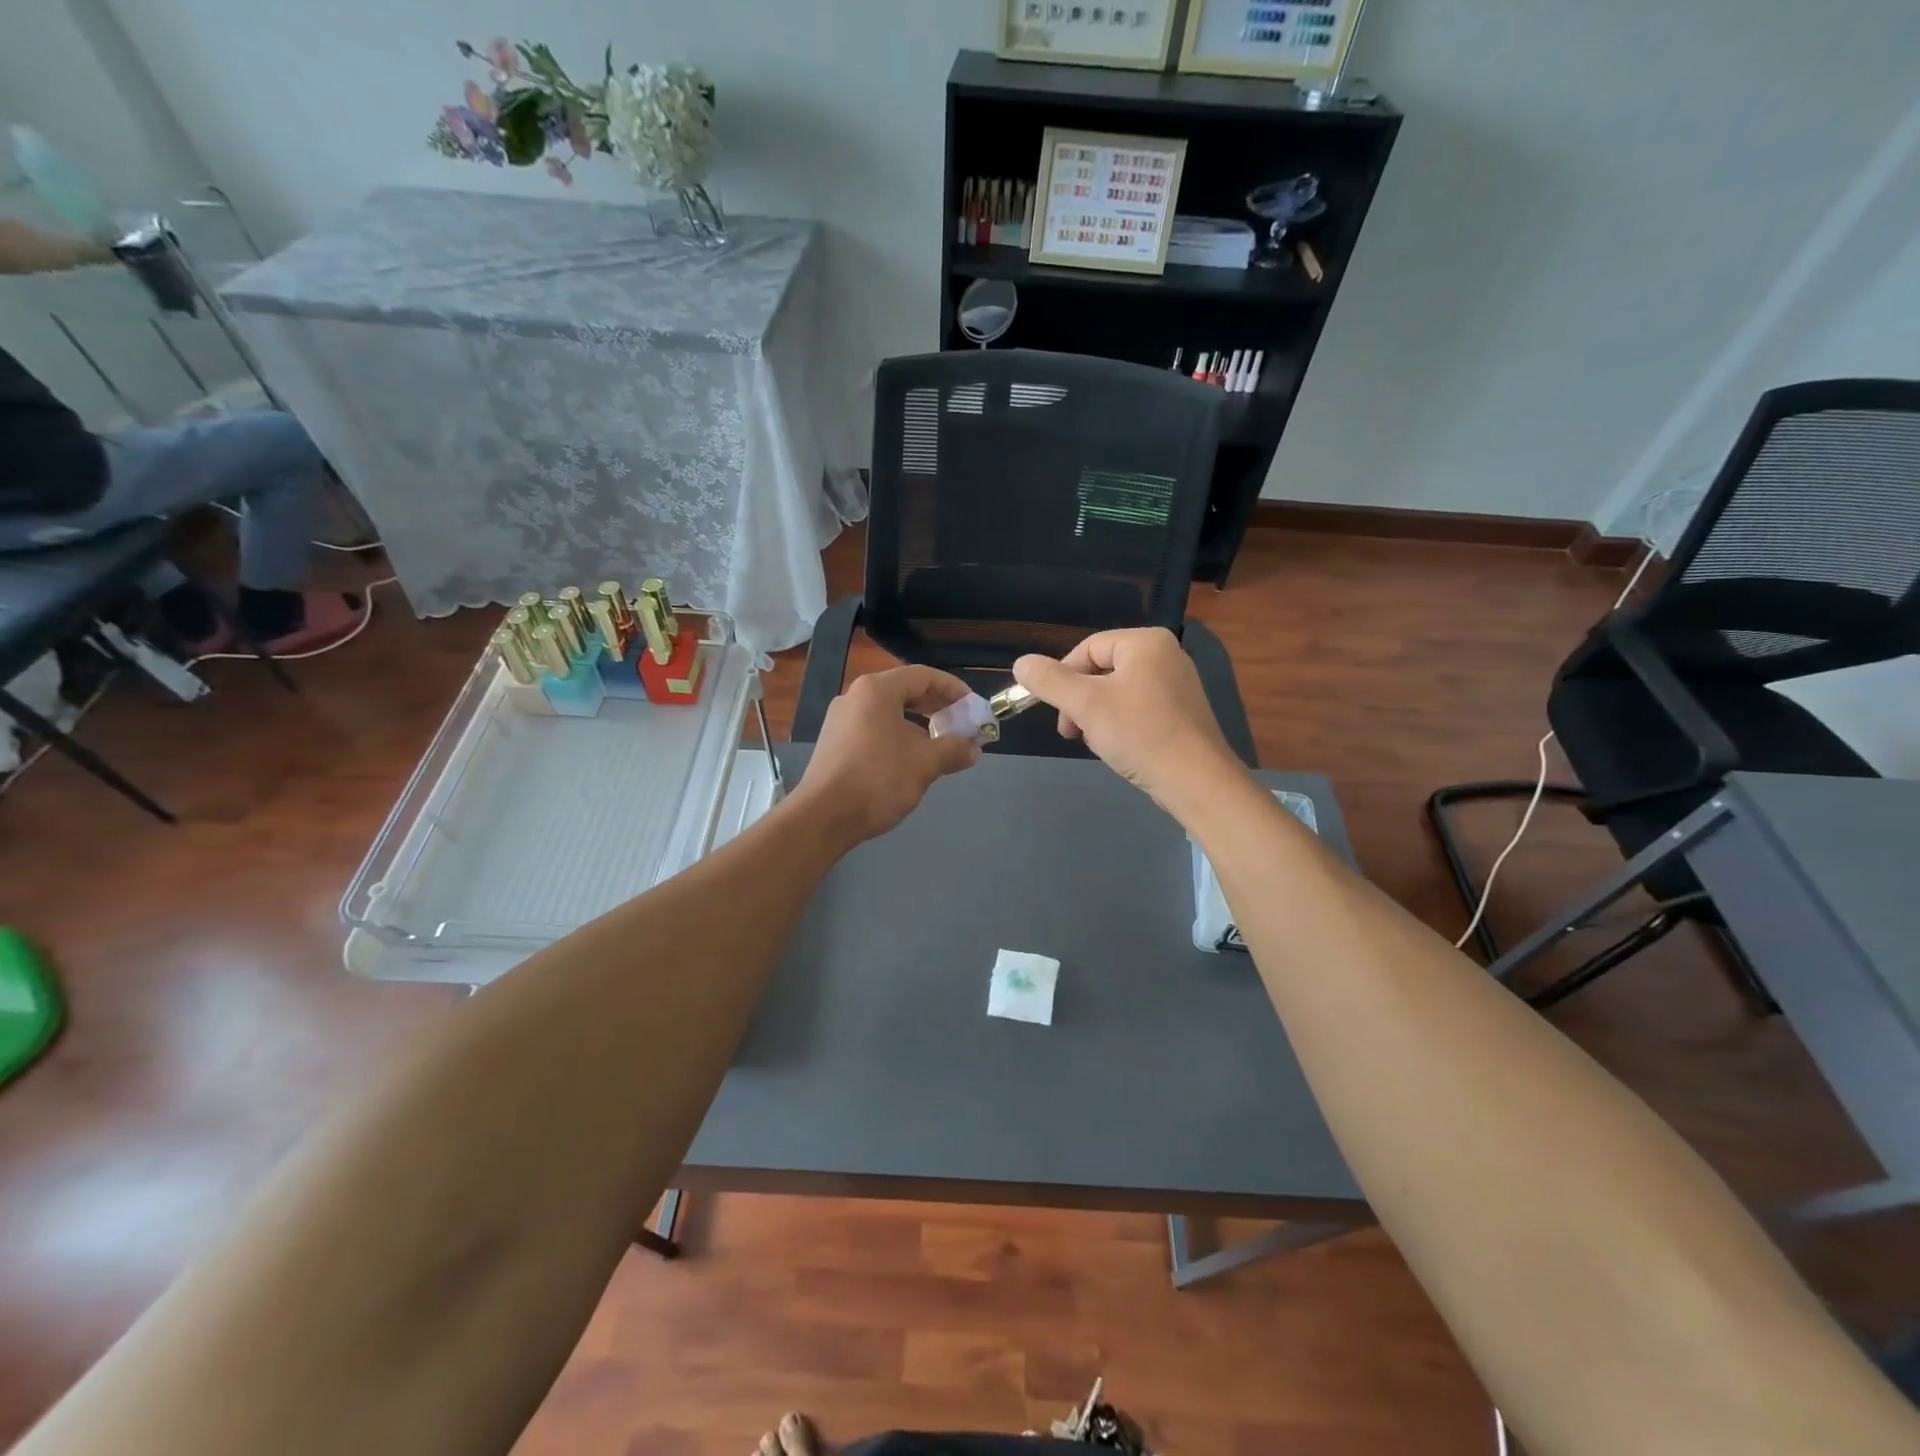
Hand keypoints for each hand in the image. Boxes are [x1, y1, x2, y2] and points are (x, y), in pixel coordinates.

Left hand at [792, 665, 981, 845]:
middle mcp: (855, 697)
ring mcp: (841, 720)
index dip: (953, 688)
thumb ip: (953, 750)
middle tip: (960, 724)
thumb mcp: (925, 764)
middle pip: (904, 691)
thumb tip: (974, 749)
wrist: (823, 817)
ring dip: (918, 725)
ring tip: (939, 746)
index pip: (923, 676)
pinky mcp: (834, 743)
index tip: (973, 706)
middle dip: (936, 707)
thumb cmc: (878, 780)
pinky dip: (897, 737)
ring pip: (889, 713)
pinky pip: (873, 729)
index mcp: (877, 690)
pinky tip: (910, 761)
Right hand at [1013, 628, 1244, 810]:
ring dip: (1096, 716)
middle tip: (1071, 731)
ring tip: (1097, 742)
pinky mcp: (1181, 712)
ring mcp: (1176, 684)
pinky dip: (1119, 725)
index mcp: (1146, 642)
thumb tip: (1020, 664)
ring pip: (1116, 692)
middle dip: (1079, 701)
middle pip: (1101, 670)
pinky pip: (1137, 708)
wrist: (1196, 782)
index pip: (1087, 648)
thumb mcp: (1086, 705)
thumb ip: (1049, 681)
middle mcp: (1165, 655)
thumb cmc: (1140, 735)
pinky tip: (1119, 748)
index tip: (1054, 711)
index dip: (1062, 677)